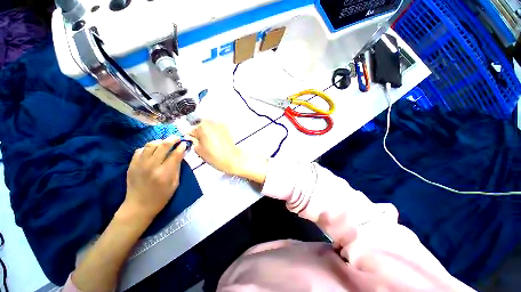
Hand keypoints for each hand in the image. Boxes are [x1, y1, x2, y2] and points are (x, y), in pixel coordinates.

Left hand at [123, 136, 186, 218]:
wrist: (139, 206)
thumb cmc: (161, 197)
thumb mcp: (175, 183)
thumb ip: (177, 167)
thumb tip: (180, 154)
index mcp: (165, 173)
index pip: (175, 154)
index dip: (181, 147)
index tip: (185, 143)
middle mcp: (152, 166)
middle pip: (163, 146)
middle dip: (172, 139)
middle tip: (177, 137)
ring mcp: (140, 164)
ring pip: (151, 145)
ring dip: (160, 141)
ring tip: (165, 142)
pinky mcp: (132, 165)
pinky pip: (140, 150)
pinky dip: (148, 147)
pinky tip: (153, 150)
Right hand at [188, 120, 242, 174]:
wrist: (232, 158)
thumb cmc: (215, 156)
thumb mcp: (199, 150)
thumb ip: (192, 141)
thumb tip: (191, 137)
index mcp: (202, 127)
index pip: (191, 129)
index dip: (191, 136)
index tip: (193, 142)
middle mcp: (211, 122)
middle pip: (201, 125)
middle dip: (200, 132)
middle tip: (203, 143)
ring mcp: (220, 124)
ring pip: (209, 126)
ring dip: (208, 132)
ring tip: (211, 142)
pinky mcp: (227, 127)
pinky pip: (217, 128)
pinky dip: (215, 132)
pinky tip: (218, 141)